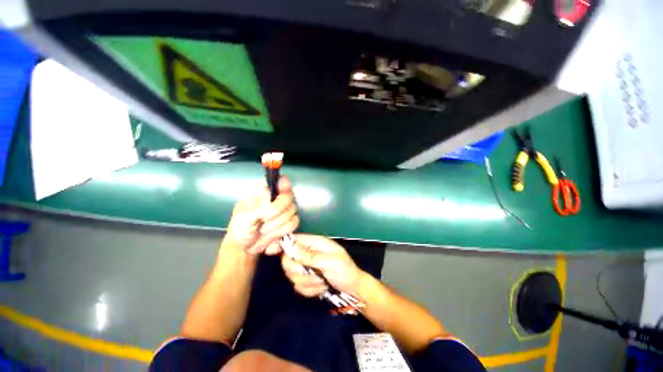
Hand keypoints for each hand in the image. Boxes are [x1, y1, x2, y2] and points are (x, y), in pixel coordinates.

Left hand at [224, 177, 298, 255]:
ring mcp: (284, 211)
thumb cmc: (240, 229)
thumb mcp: (246, 216)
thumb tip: (281, 183)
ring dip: (276, 228)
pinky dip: (280, 235)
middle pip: (289, 200)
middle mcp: (276, 199)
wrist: (243, 249)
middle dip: (276, 215)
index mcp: (264, 192)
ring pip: (293, 215)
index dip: (282, 190)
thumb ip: (264, 203)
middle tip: (261, 222)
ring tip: (263, 232)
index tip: (275, 202)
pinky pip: (293, 227)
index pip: (281, 182)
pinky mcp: (288, 223)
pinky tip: (269, 238)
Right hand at [281, 234, 366, 296]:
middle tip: (313, 274)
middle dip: (299, 271)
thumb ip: (309, 255)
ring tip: (322, 282)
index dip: (282, 244)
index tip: (270, 251)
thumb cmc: (345, 271)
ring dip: (308, 282)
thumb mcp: (329, 261)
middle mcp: (308, 254)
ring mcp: (307, 268)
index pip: (293, 240)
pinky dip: (310, 290)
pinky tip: (321, 288)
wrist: (354, 290)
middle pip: (288, 260)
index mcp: (315, 243)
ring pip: (292, 275)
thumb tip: (289, 246)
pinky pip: (299, 287)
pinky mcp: (307, 281)